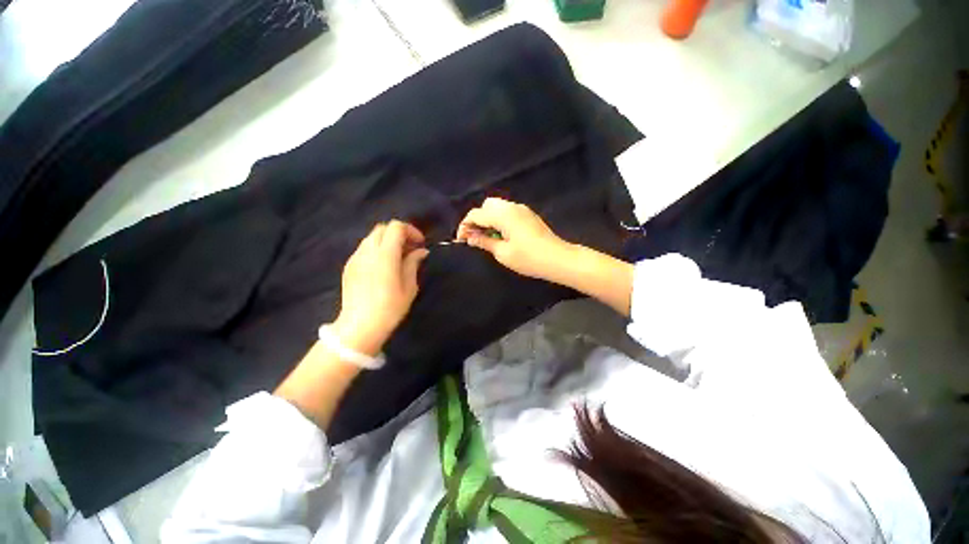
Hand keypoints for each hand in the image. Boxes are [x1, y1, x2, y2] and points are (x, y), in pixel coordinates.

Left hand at [333, 221, 428, 355]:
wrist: (360, 327)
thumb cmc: (390, 308)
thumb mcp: (409, 287)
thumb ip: (413, 263)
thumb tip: (421, 251)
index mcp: (385, 255)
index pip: (396, 227)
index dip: (411, 231)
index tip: (420, 244)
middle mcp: (367, 251)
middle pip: (382, 228)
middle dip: (399, 233)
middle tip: (410, 249)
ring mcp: (355, 258)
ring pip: (372, 237)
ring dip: (387, 241)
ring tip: (398, 257)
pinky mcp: (348, 266)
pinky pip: (364, 249)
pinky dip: (377, 249)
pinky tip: (383, 266)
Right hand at [456, 198, 571, 280]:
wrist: (558, 258)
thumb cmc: (529, 258)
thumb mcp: (503, 253)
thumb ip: (484, 242)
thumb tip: (470, 237)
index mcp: (503, 214)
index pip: (475, 214)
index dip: (465, 226)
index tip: (461, 240)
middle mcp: (511, 206)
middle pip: (486, 206)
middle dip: (477, 220)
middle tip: (475, 237)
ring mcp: (521, 209)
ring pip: (497, 207)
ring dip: (488, 219)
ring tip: (487, 237)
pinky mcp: (528, 215)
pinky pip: (507, 211)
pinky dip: (499, 219)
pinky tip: (501, 235)